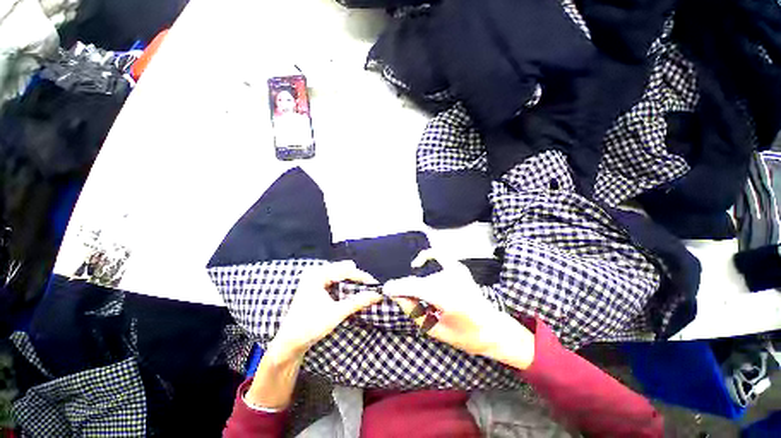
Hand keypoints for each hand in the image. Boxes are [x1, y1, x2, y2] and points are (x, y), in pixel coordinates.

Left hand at [271, 261, 382, 358]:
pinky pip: (335, 280)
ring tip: (363, 292)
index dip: (362, 277)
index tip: (376, 286)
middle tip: (369, 290)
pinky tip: (350, 294)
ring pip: (340, 274)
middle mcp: (316, 272)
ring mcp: (314, 278)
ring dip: (352, 283)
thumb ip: (358, 301)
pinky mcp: (315, 286)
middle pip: (343, 269)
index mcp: (318, 274)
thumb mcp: (337, 313)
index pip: (346, 269)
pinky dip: (344, 286)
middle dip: (358, 279)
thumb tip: (377, 295)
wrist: (289, 343)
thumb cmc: (310, 326)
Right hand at [383, 251, 535, 369]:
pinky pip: (437, 255)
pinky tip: (420, 266)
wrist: (492, 327)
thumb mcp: (436, 331)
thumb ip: (414, 312)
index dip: (398, 287)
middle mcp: (453, 280)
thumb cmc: (466, 335)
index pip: (415, 286)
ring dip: (416, 281)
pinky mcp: (459, 267)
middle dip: (406, 288)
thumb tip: (397, 296)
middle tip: (403, 299)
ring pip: (425, 271)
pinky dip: (426, 258)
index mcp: (449, 299)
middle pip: (419, 280)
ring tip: (417, 293)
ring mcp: (457, 270)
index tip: (386, 289)